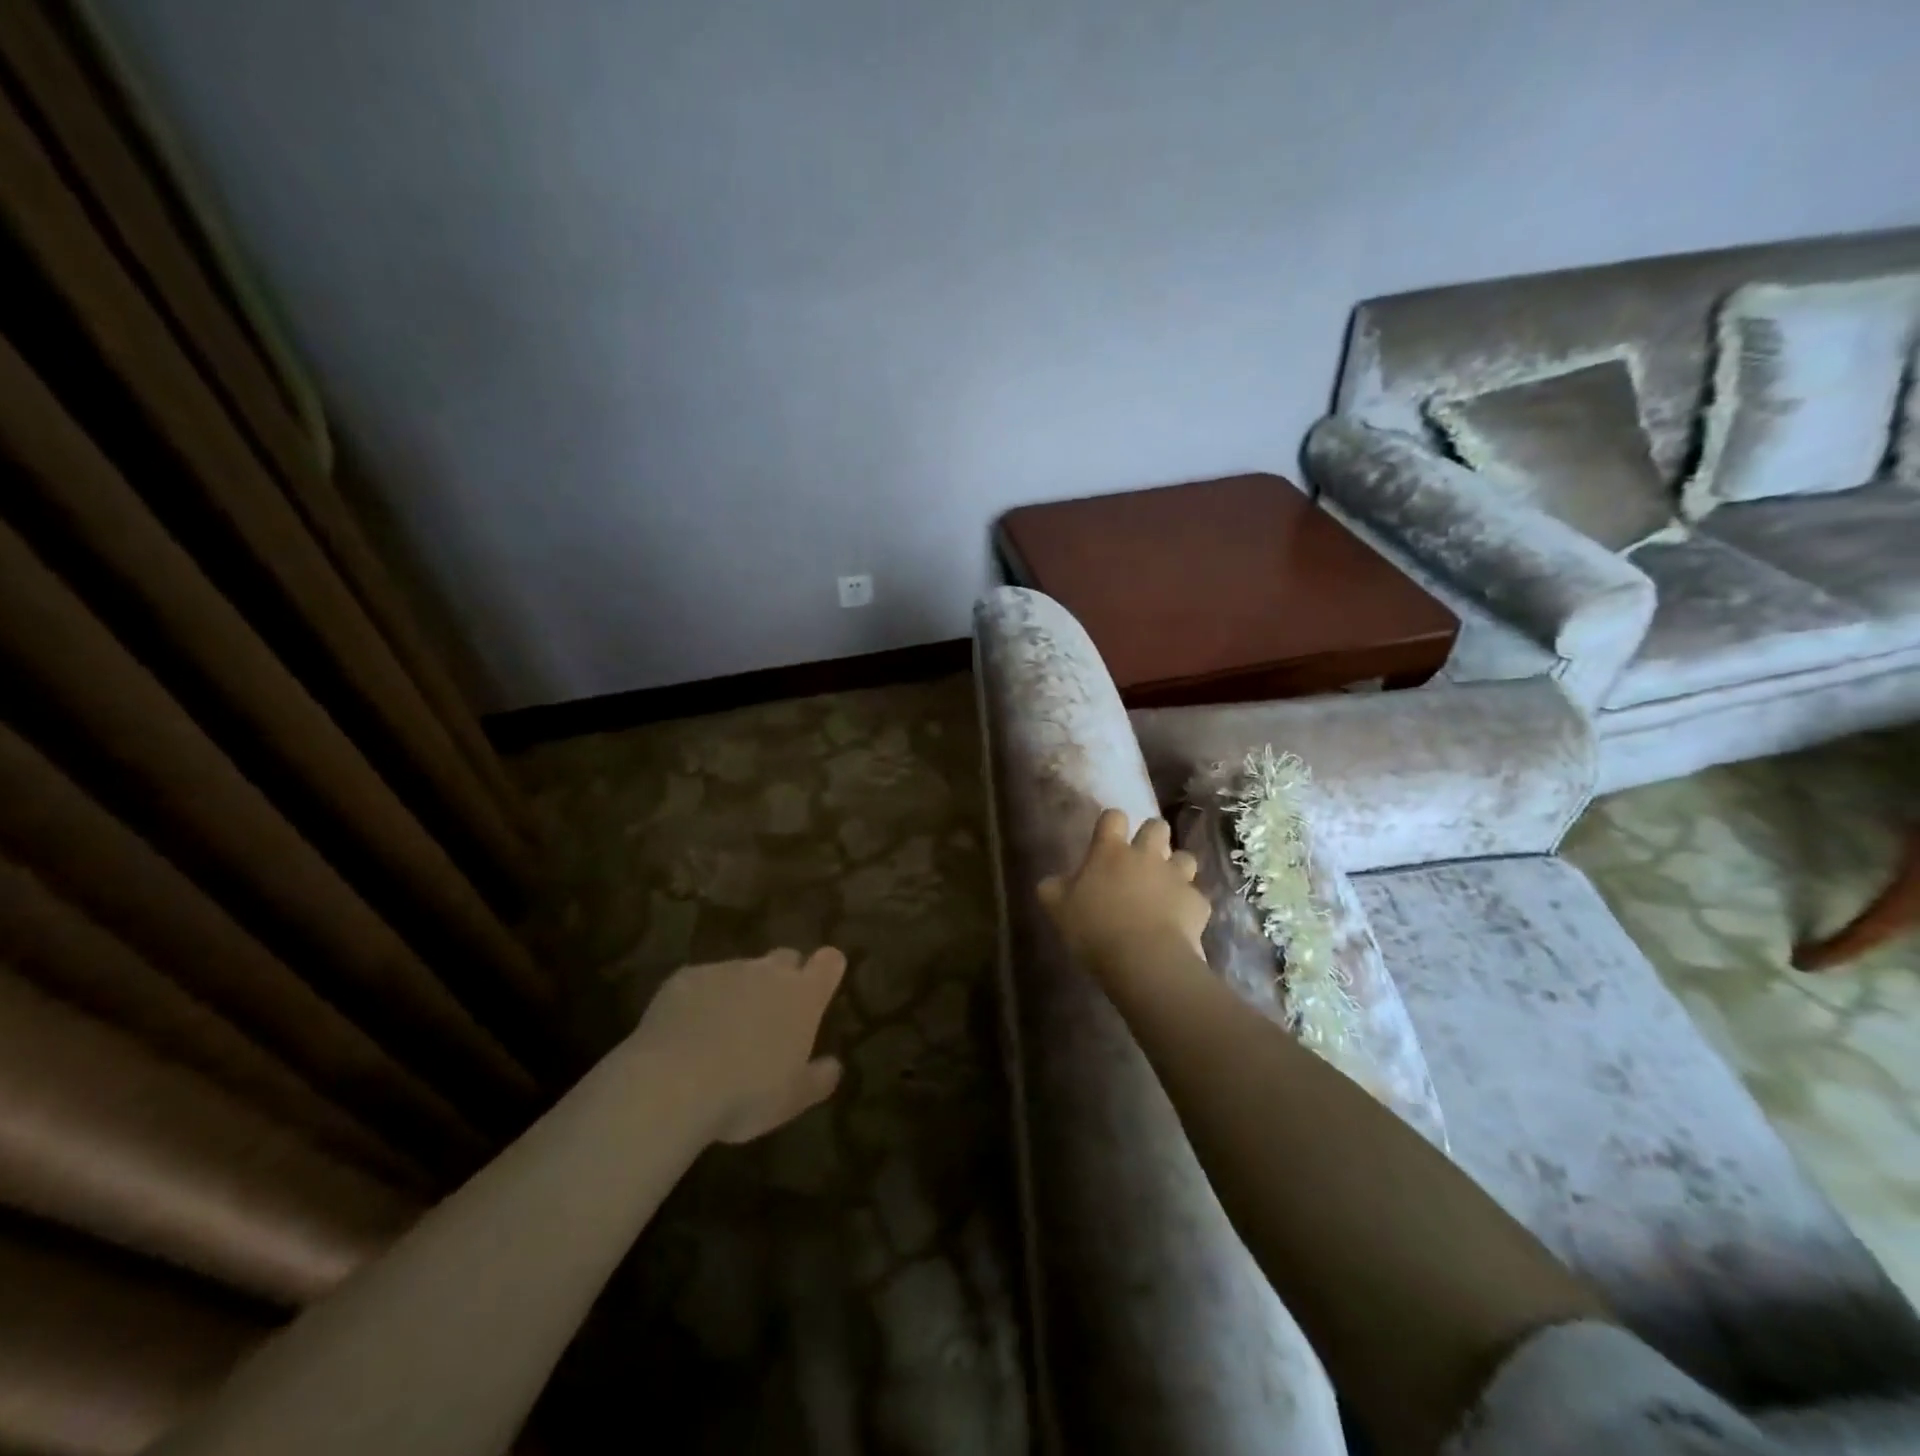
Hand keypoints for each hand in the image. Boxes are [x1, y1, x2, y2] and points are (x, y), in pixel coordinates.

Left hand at [628, 948, 846, 1143]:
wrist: (671, 1085)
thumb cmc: (746, 1094)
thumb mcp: (793, 1100)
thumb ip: (819, 1078)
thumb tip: (833, 1066)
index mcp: (802, 996)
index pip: (829, 962)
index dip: (827, 969)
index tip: (822, 984)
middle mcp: (767, 971)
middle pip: (785, 958)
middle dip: (784, 977)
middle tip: (773, 1013)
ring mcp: (724, 969)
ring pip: (740, 971)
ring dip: (739, 991)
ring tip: (723, 1030)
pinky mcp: (684, 977)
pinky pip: (700, 982)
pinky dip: (700, 999)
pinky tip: (686, 1031)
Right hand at [1038, 810, 1210, 979]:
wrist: (1145, 960)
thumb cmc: (1094, 929)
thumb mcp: (1057, 909)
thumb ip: (1053, 888)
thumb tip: (1053, 880)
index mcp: (1110, 851)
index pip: (1113, 817)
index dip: (1111, 824)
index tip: (1107, 838)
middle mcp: (1146, 855)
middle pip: (1157, 826)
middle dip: (1152, 837)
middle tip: (1141, 859)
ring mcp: (1176, 877)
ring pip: (1185, 857)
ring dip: (1176, 868)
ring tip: (1166, 888)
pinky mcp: (1197, 903)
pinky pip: (1195, 897)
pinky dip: (1188, 905)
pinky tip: (1179, 922)